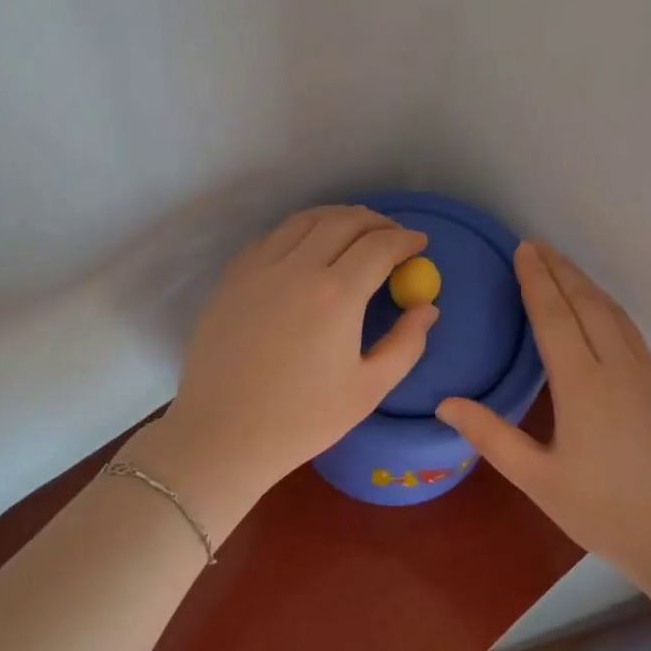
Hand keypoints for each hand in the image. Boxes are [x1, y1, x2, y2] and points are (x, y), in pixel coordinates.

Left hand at [131, 206, 438, 529]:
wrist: (222, 434)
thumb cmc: (302, 420)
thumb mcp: (369, 389)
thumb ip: (406, 344)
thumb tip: (427, 307)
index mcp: (337, 294)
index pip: (380, 246)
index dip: (406, 240)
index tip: (420, 243)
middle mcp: (298, 267)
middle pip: (344, 221)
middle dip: (377, 221)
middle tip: (392, 235)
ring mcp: (259, 268)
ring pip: (305, 220)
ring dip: (337, 217)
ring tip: (354, 230)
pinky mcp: (232, 277)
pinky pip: (271, 237)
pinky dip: (299, 231)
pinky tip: (306, 247)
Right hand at [436, 241, 650, 591]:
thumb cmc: (607, 513)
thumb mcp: (538, 480)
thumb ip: (491, 437)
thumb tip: (445, 403)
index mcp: (583, 384)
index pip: (555, 316)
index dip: (537, 280)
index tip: (524, 249)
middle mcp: (619, 368)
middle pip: (587, 304)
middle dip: (561, 270)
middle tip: (538, 245)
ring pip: (616, 316)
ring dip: (588, 286)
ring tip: (566, 269)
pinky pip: (633, 335)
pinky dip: (610, 311)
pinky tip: (605, 318)